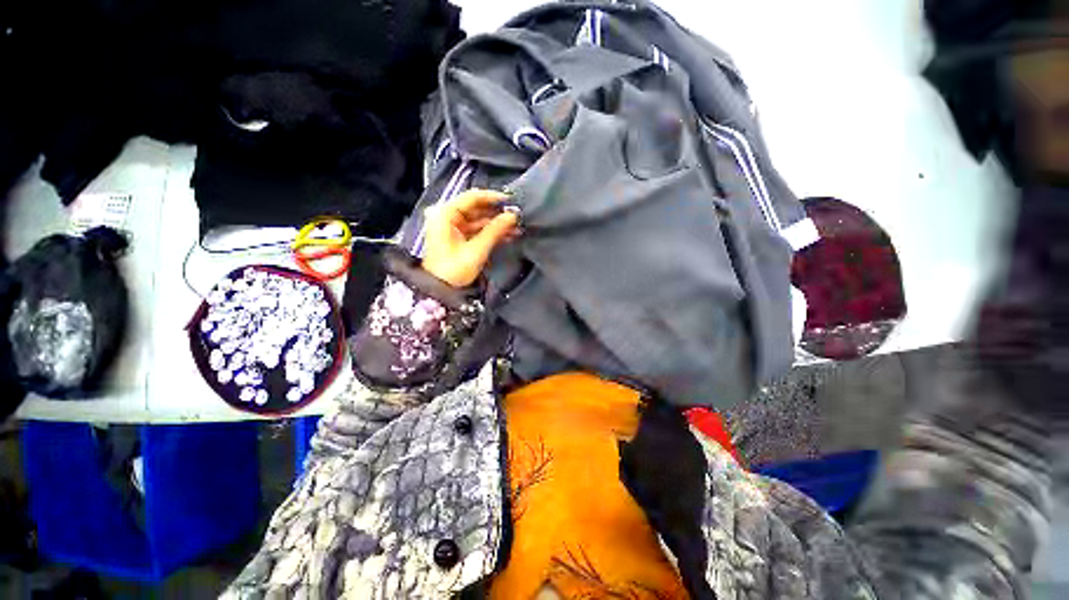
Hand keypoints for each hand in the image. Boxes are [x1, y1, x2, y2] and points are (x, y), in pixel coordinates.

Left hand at [421, 189, 520, 287]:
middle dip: (497, 213)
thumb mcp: (476, 250)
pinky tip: (508, 235)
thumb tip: (512, 216)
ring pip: (479, 219)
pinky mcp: (457, 236)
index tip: (511, 201)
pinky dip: (490, 232)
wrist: (439, 290)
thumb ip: (495, 230)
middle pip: (476, 208)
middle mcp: (446, 216)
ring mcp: (452, 226)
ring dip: (497, 224)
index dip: (493, 197)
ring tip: (516, 228)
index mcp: (445, 214)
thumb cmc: (453, 270)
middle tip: (516, 216)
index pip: (472, 197)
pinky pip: (476, 229)